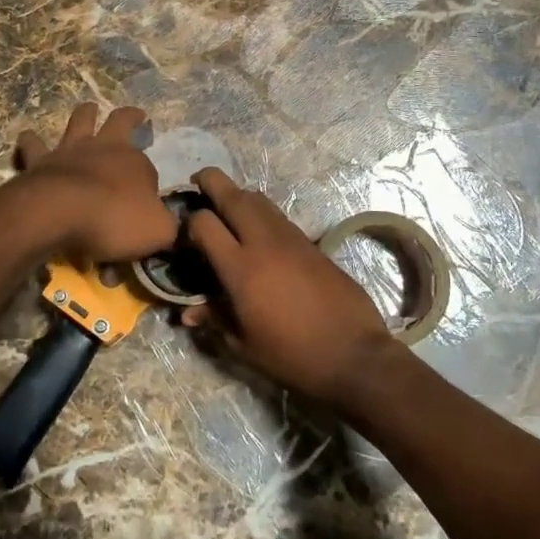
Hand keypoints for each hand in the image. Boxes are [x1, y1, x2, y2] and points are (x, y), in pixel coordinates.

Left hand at [13, 103, 177, 261]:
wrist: (59, 213)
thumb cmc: (114, 220)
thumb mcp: (157, 231)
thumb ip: (168, 226)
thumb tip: (171, 225)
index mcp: (136, 162)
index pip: (149, 169)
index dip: (149, 184)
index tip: (148, 202)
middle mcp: (105, 147)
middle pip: (120, 121)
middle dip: (129, 117)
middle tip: (135, 114)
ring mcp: (71, 150)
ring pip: (80, 120)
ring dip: (85, 113)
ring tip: (88, 108)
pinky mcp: (41, 160)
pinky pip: (34, 145)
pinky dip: (32, 140)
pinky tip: (28, 136)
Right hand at [181, 168, 396, 407]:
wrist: (353, 354)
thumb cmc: (292, 356)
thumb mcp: (244, 345)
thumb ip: (215, 319)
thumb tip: (187, 313)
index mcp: (241, 269)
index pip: (204, 223)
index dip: (189, 223)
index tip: (185, 235)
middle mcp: (263, 243)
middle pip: (232, 195)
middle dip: (210, 182)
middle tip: (198, 182)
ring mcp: (290, 238)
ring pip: (258, 198)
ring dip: (237, 194)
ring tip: (226, 205)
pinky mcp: (310, 242)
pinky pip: (278, 214)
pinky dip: (260, 211)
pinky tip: (257, 229)